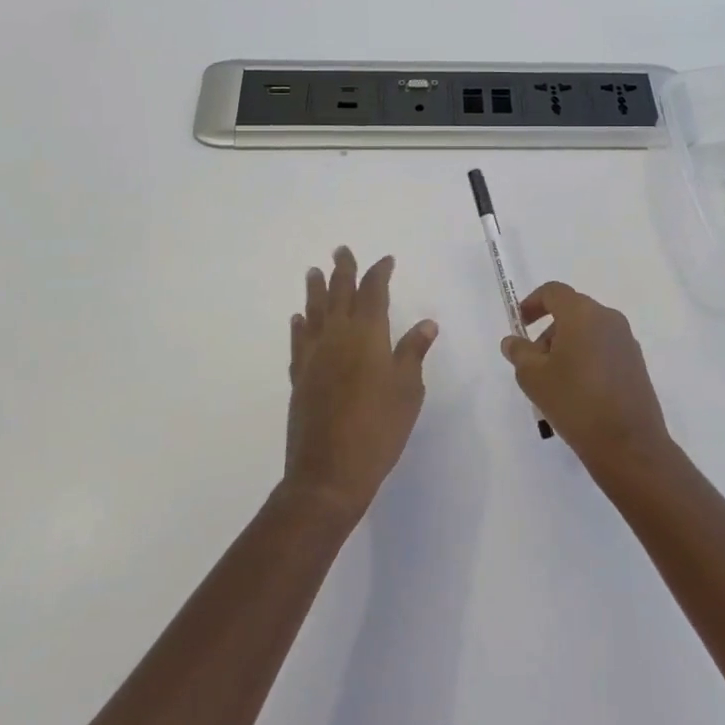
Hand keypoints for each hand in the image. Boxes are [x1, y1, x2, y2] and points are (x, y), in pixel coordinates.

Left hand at [284, 247, 438, 518]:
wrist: (329, 473)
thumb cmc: (378, 429)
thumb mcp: (408, 390)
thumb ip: (413, 352)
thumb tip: (426, 323)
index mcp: (367, 334)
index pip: (373, 292)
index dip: (379, 273)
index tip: (386, 261)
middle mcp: (337, 336)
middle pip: (339, 293)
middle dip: (342, 270)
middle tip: (341, 250)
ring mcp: (314, 356)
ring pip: (314, 312)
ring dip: (315, 290)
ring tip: (313, 272)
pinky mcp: (299, 377)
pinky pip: (299, 342)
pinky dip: (300, 326)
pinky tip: (299, 319)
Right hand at [501, 283, 671, 474]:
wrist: (628, 444)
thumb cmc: (575, 402)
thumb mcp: (534, 377)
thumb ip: (519, 353)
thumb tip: (513, 341)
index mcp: (582, 314)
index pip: (553, 292)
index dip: (532, 303)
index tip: (520, 323)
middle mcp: (608, 318)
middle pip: (572, 311)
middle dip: (549, 331)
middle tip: (534, 362)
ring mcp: (626, 341)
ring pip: (588, 331)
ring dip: (568, 346)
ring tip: (555, 382)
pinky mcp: (636, 363)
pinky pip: (604, 348)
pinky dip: (586, 358)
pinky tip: (579, 392)